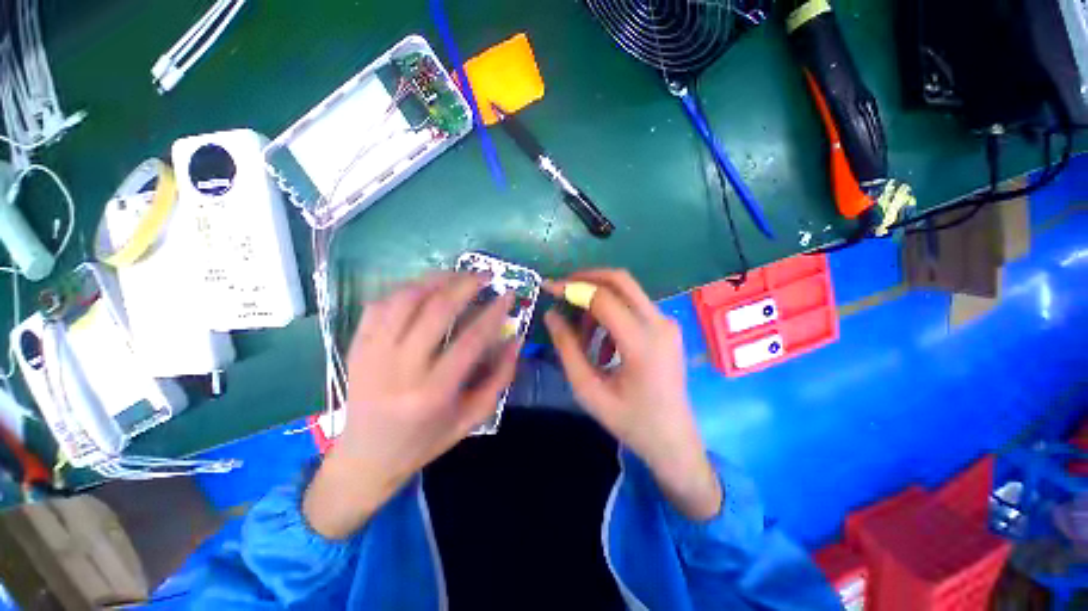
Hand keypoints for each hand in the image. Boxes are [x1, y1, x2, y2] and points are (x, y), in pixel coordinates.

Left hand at [305, 273, 517, 537]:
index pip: (470, 341)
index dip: (493, 313)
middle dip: (465, 285)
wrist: (365, 457)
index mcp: (433, 393)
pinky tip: (423, 287)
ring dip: (435, 280)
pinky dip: (404, 289)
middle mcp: (400, 370)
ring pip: (404, 300)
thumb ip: (499, 378)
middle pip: (436, 311)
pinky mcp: (356, 347)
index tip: (508, 294)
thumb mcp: (472, 418)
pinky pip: (379, 305)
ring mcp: (372, 355)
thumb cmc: (425, 441)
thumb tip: (515, 340)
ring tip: (457, 274)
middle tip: (485, 275)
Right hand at [543, 269, 721, 520]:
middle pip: (621, 280)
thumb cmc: (630, 421)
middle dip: (587, 279)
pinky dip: (612, 313)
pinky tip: (603, 343)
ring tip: (582, 334)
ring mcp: (667, 323)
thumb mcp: (588, 389)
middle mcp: (660, 324)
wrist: (674, 440)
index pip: (603, 298)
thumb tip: (551, 314)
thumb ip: (568, 348)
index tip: (549, 288)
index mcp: (641, 343)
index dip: (573, 288)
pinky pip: (634, 306)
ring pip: (627, 291)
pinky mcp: (667, 327)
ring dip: (598, 301)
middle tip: (562, 290)